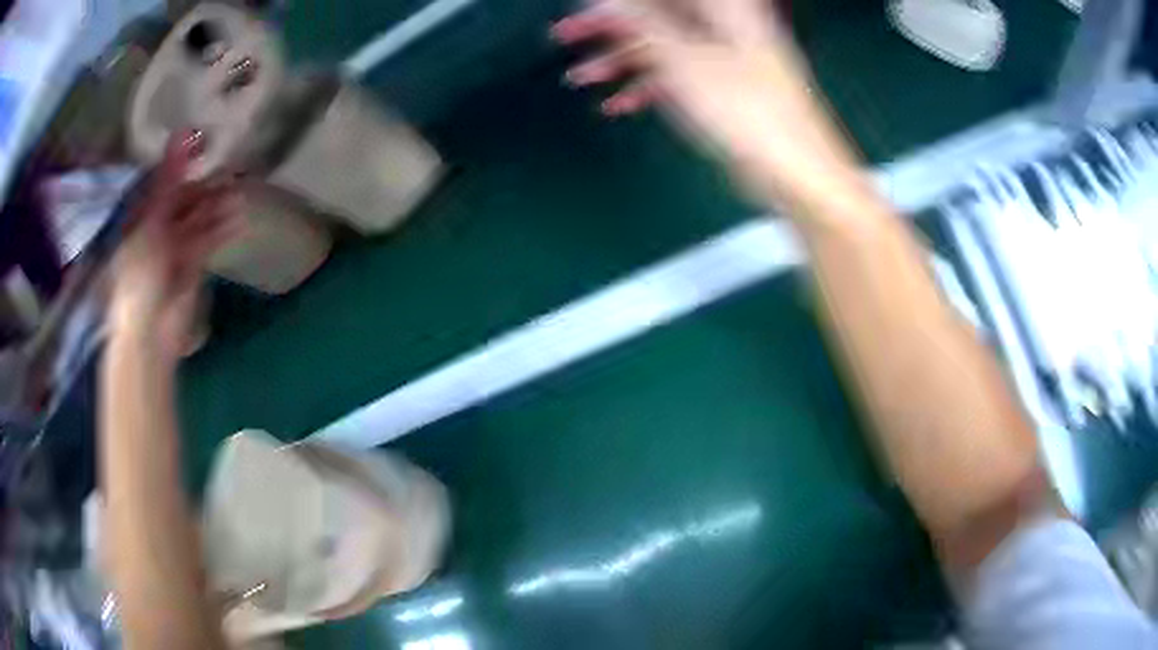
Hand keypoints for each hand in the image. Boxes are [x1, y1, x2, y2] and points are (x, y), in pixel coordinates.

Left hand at [110, 132, 240, 358]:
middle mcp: (158, 228)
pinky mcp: (192, 266)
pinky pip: (208, 241)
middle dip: (205, 186)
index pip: (163, 183)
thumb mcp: (151, 220)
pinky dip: (223, 231)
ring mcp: (175, 248)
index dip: (181, 163)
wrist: (150, 329)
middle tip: (231, 169)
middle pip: (184, 200)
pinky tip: (240, 219)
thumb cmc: (141, 273)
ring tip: (240, 190)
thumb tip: (183, 133)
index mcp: (141, 216)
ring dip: (217, 206)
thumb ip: (169, 178)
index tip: (204, 144)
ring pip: (199, 220)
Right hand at [552, 0, 861, 208]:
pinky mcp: (726, 89)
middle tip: (566, 35)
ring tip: (581, 77)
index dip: (618, 3)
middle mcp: (726, 25)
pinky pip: (679, 76)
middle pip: (658, 13)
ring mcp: (727, 57)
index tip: (583, 9)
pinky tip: (618, 104)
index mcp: (724, 7)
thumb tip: (605, 0)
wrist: (796, 173)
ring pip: (664, 45)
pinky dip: (648, 87)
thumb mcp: (682, 59)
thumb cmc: (746, 111)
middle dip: (610, 25)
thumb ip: (641, 21)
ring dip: (621, 60)